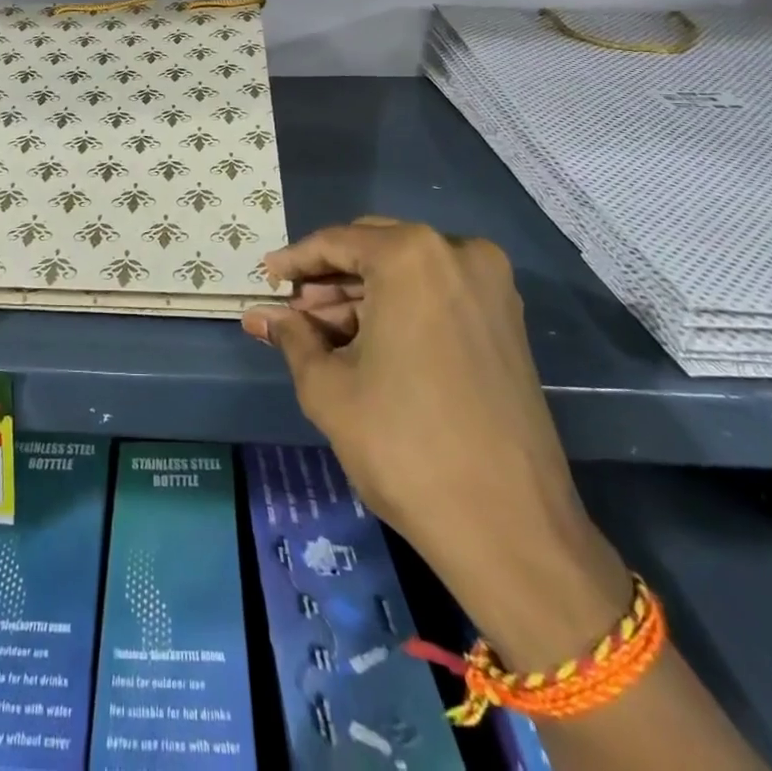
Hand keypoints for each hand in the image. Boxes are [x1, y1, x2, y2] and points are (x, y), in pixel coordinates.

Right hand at [243, 218, 628, 668]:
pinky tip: (366, 342)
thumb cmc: (404, 445)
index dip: (295, 261)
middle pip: (375, 248)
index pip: (336, 242)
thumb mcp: (328, 387)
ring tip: (322, 334)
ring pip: (406, 271)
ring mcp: (491, 286)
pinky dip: (399, 308)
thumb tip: (260, 316)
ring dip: (362, 295)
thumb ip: (291, 337)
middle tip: (293, 311)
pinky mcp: (507, 320)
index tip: (267, 278)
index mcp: (411, 256)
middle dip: (330, 278)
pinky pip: (437, 293)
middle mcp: (457, 253)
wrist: (511, 529)